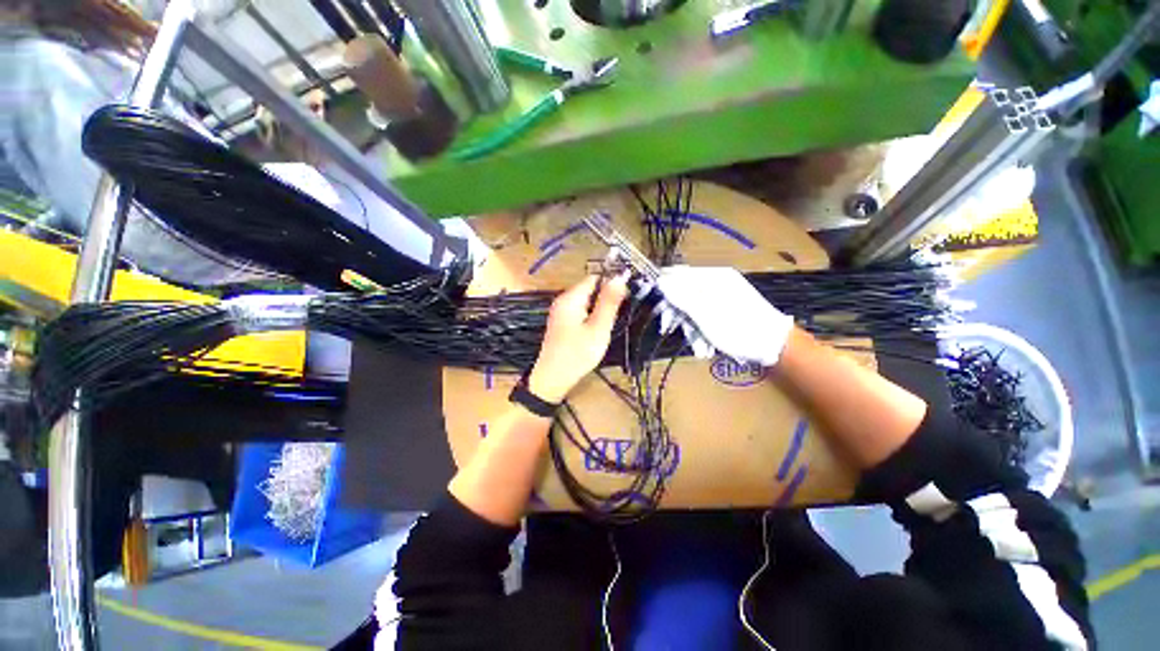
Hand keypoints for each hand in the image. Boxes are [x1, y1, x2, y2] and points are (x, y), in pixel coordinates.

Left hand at [528, 273, 628, 402]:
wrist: (552, 379)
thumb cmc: (577, 354)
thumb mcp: (598, 328)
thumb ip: (609, 302)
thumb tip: (620, 276)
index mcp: (571, 298)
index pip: (594, 277)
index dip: (612, 282)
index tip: (627, 296)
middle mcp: (563, 300)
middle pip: (589, 288)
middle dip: (606, 296)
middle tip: (620, 313)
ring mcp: (561, 312)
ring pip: (586, 301)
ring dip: (600, 307)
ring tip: (610, 323)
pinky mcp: (562, 323)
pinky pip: (580, 311)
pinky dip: (591, 315)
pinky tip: (598, 329)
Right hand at [657, 266, 793, 366]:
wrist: (774, 346)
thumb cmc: (738, 329)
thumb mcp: (706, 314)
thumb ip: (682, 296)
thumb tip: (659, 280)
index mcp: (713, 277)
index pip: (678, 273)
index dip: (661, 285)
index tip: (650, 300)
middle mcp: (717, 282)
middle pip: (684, 290)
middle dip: (675, 310)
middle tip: (667, 327)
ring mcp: (723, 295)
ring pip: (693, 305)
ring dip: (689, 325)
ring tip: (695, 344)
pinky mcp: (726, 308)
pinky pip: (704, 314)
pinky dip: (701, 328)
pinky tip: (705, 344)